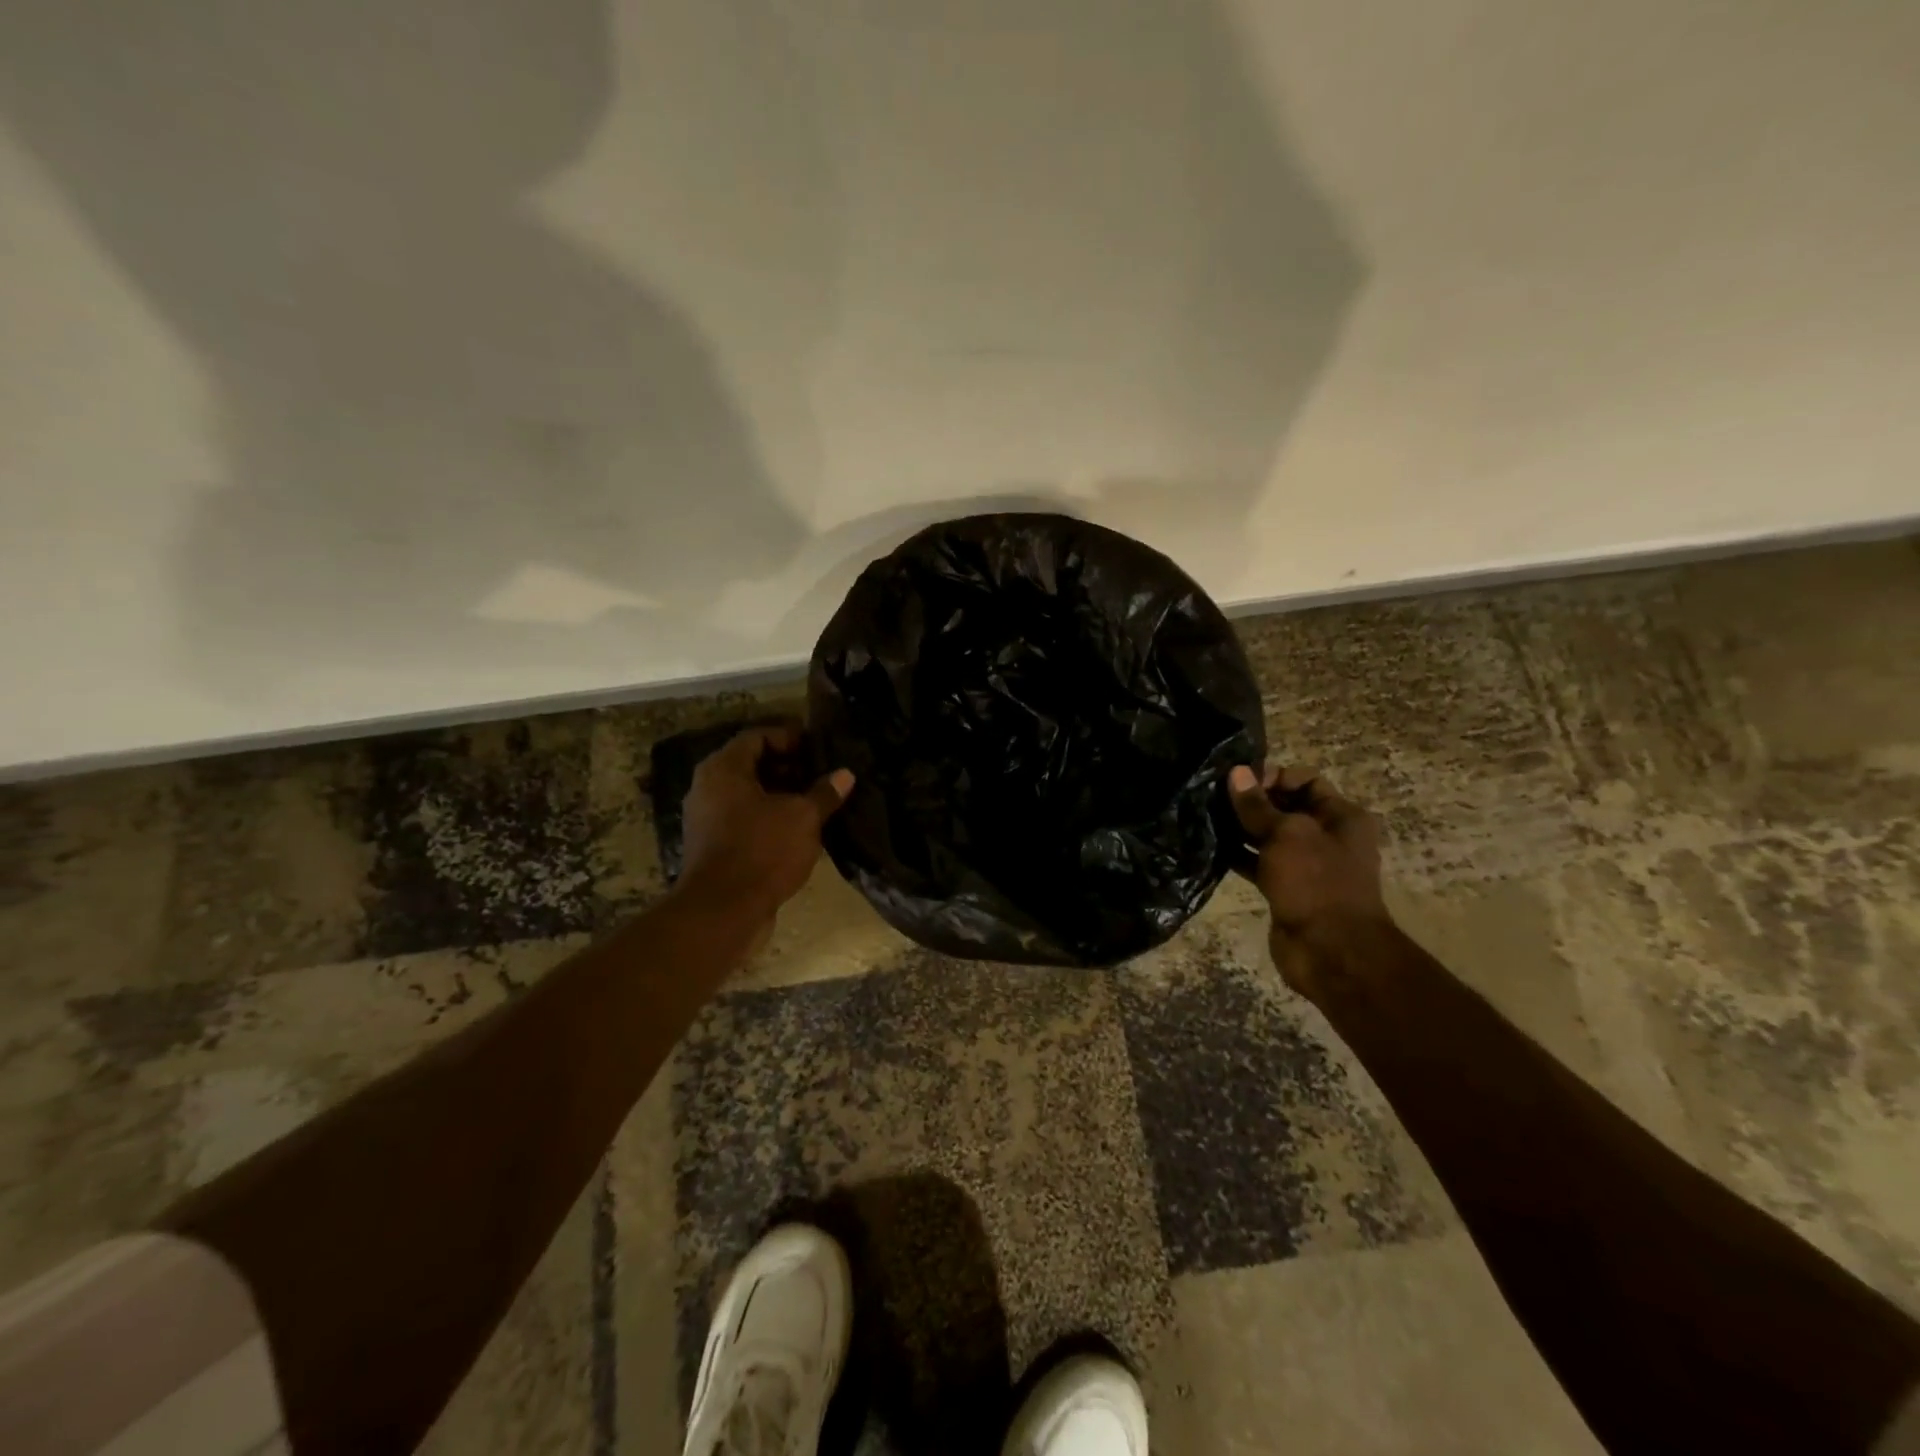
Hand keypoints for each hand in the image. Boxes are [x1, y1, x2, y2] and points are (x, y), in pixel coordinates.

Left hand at [678, 725, 853, 926]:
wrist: (722, 912)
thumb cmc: (762, 850)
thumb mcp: (802, 817)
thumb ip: (824, 793)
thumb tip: (845, 775)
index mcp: (723, 769)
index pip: (757, 736)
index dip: (789, 737)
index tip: (818, 747)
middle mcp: (708, 788)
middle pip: (751, 765)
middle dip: (788, 767)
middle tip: (822, 773)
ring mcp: (707, 820)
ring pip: (749, 796)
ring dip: (781, 796)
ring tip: (817, 801)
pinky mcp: (713, 848)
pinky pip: (745, 821)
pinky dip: (770, 819)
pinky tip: (800, 830)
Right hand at [1228, 764, 1389, 997]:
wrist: (1331, 952)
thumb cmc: (1315, 883)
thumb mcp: (1286, 835)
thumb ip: (1257, 805)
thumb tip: (1236, 772)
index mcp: (1341, 816)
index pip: (1304, 780)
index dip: (1272, 776)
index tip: (1238, 783)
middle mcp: (1326, 835)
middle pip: (1284, 806)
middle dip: (1251, 801)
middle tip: (1213, 797)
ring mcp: (1306, 864)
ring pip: (1268, 836)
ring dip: (1240, 828)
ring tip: (1206, 818)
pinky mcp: (1286, 888)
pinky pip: (1259, 862)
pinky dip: (1238, 855)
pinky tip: (1211, 847)